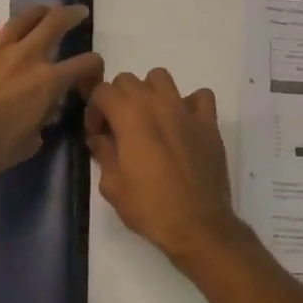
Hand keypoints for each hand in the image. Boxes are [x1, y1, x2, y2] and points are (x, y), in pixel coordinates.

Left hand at [0, 4, 102, 179]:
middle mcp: (25, 57)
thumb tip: (42, 116)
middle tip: (78, 12)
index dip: (94, 64)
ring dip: (35, 12)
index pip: (82, 65)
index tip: (94, 68)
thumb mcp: (26, 145)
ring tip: (42, 10)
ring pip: (20, 19)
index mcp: (47, 82)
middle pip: (54, 23)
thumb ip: (39, 127)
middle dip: (70, 15)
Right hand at [85, 68, 244, 266]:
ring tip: (150, 119)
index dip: (94, 109)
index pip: (102, 90)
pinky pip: (200, 96)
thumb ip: (103, 152)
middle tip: (119, 128)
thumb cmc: (149, 207)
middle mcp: (157, 104)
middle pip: (129, 80)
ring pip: (161, 78)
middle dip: (118, 99)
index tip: (97, 134)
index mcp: (129, 116)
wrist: (197, 224)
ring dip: (150, 93)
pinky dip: (189, 104)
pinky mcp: (208, 123)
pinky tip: (183, 124)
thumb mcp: (112, 185)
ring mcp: (185, 110)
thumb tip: (100, 138)